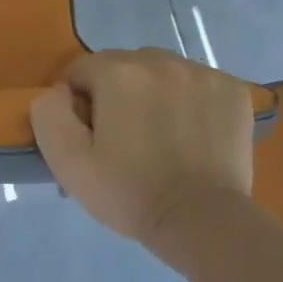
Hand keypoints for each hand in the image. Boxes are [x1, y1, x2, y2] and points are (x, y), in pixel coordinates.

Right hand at [30, 48, 253, 251]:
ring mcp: (203, 74)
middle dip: (115, 92)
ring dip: (152, 92)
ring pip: (161, 71)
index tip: (86, 133)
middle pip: (123, 65)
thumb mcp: (67, 162)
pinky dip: (187, 99)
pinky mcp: (233, 91)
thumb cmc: (128, 192)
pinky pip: (196, 83)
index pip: (81, 69)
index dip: (76, 101)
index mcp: (119, 74)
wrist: (201, 220)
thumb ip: (49, 115)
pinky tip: (187, 132)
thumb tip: (59, 92)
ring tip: (156, 134)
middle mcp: (162, 62)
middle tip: (120, 135)